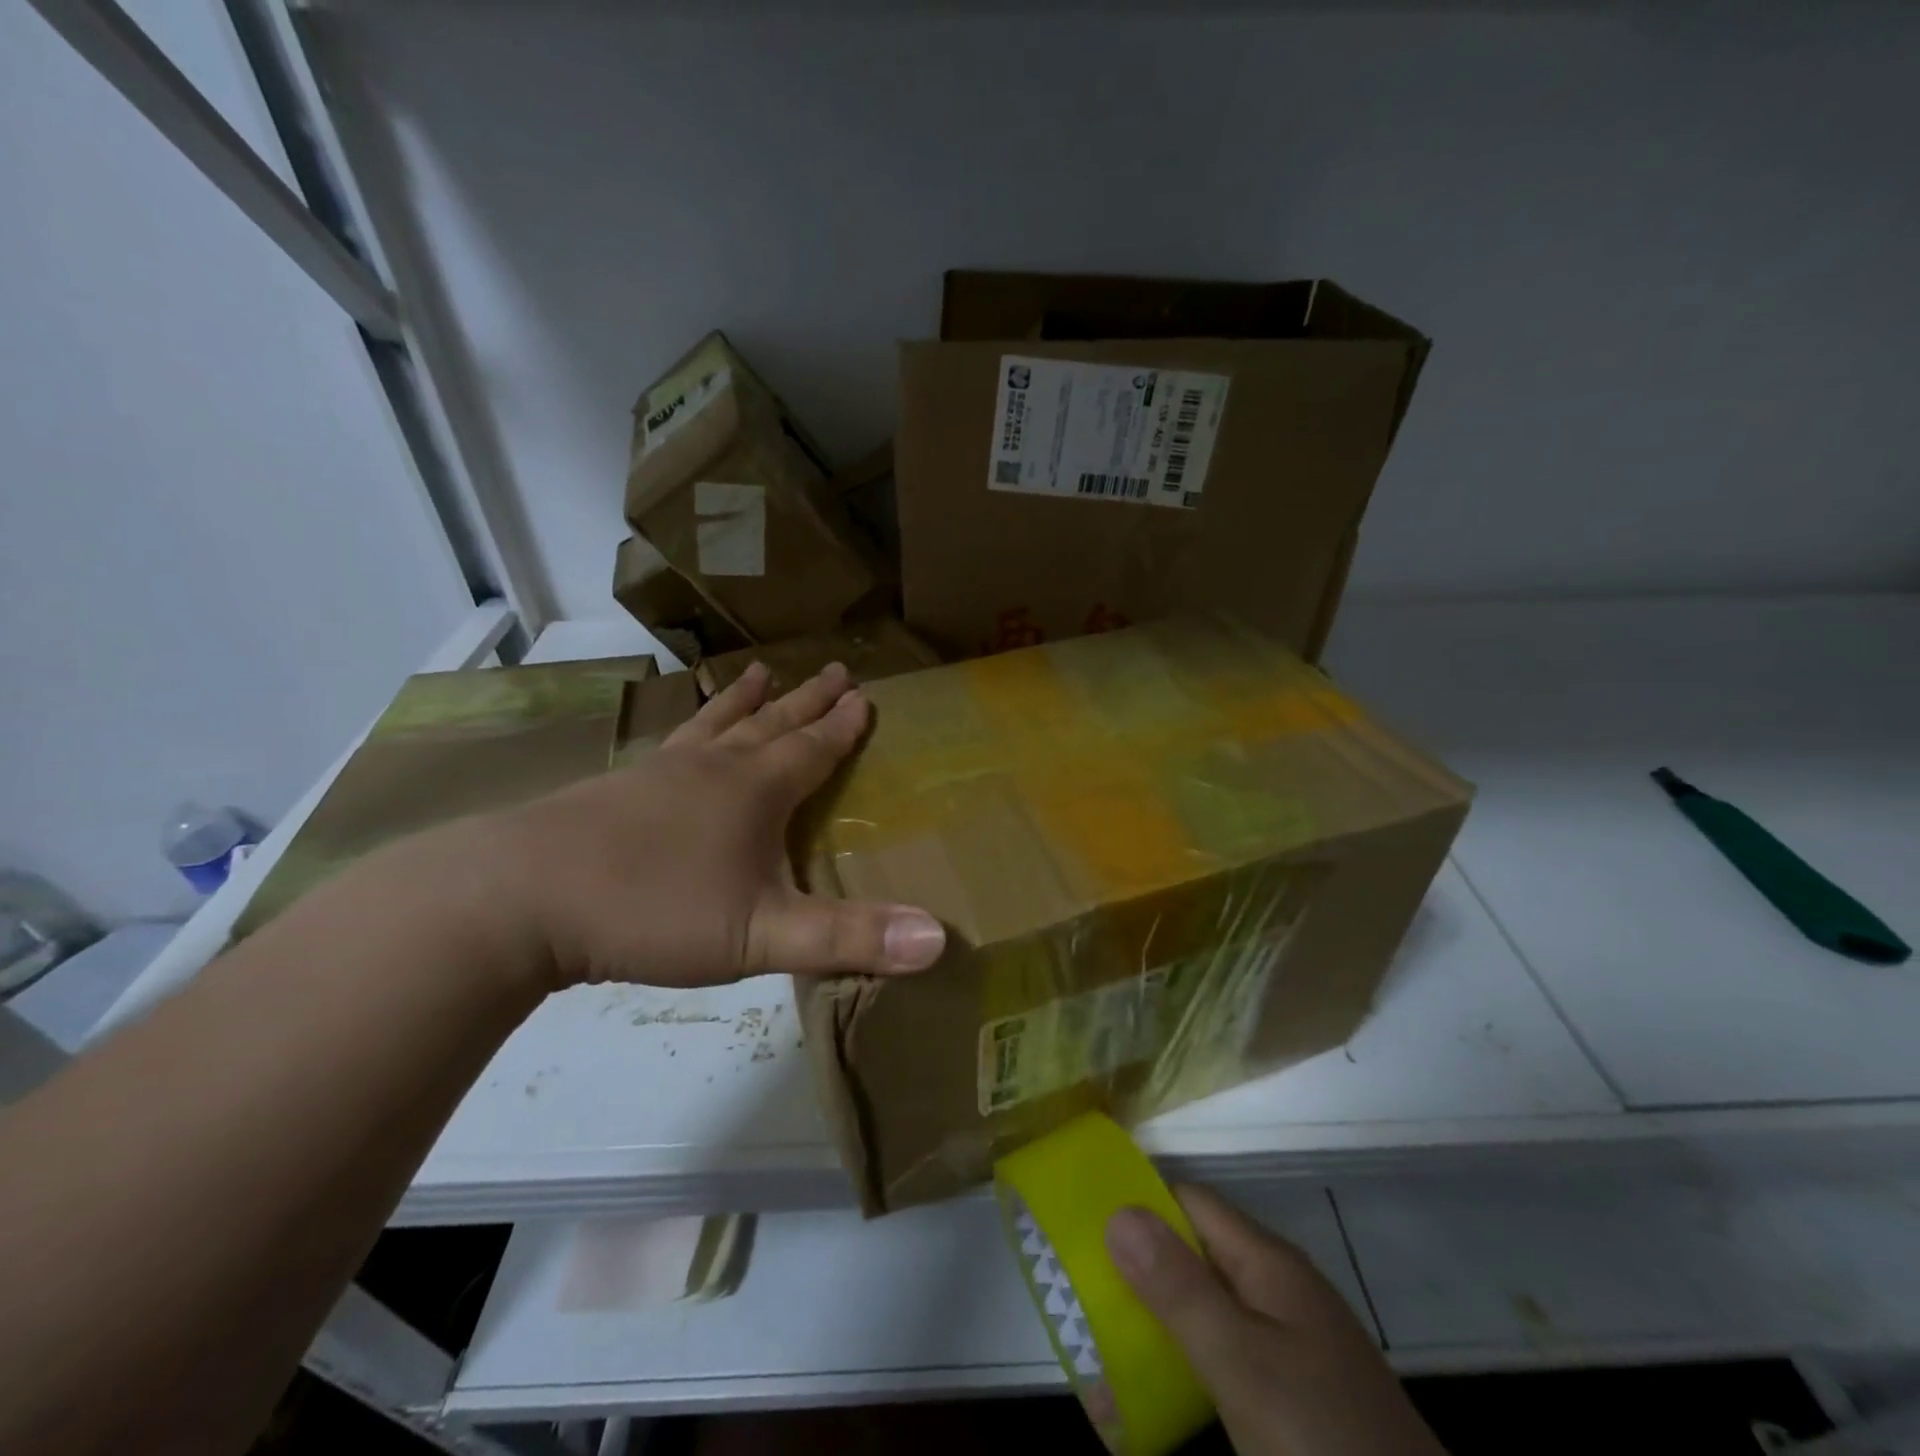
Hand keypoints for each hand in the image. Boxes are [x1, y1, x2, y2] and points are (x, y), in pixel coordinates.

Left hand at [464, 661, 946, 991]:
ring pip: (718, 723)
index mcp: (754, 792)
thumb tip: (939, 938)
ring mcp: (661, 772)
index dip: (842, 726)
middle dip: (808, 700)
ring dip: (747, 700)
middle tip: (834, 669)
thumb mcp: (761, 937)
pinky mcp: (617, 787)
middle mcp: (713, 768)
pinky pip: (672, 741)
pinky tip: (682, 732)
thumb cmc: (653, 912)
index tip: (864, 695)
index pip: (813, 749)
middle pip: (772, 724)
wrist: (521, 898)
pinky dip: (692, 724)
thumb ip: (849, 939)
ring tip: (761, 671)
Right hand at [1107, 1185, 1443, 1455]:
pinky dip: (1185, 1367)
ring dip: (1156, 1324)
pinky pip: (1225, 1361)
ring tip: (1101, 1353)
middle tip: (1080, 1299)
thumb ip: (1180, 1290)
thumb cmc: (1326, 1444)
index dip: (1137, 1204)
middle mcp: (1277, 1291)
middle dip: (1138, 1272)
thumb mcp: (1244, 1368)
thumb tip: (1116, 1210)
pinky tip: (1155, 1401)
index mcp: (1268, 1264)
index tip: (1081, 1225)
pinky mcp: (1294, 1399)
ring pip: (1206, 1312)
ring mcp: (1290, 1347)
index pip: (1189, 1201)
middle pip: (1194, 1255)